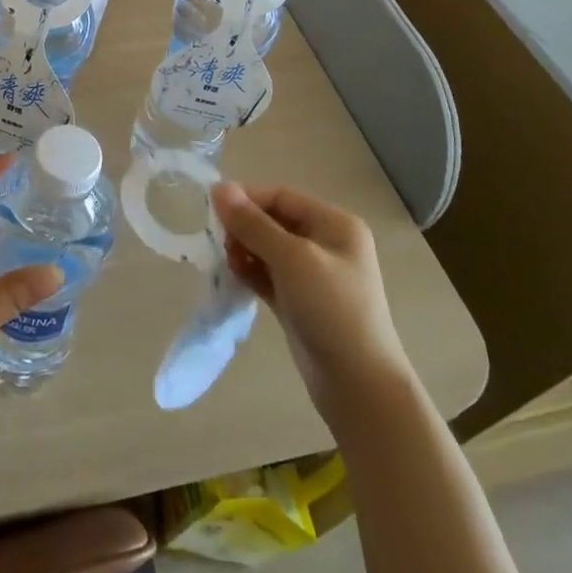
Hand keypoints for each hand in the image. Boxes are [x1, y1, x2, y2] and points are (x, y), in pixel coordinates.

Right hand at [213, 183, 412, 421]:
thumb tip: (219, 187)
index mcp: (335, 225)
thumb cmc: (331, 309)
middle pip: (274, 221)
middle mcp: (326, 244)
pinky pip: (268, 275)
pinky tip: (233, 277)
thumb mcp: (292, 258)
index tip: (212, 211)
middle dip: (244, 227)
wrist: (358, 385)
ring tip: (226, 263)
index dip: (247, 199)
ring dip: (244, 250)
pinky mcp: (299, 302)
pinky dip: (250, 272)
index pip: (282, 197)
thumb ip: (253, 223)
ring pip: (268, 249)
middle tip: (218, 242)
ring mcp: (313, 276)